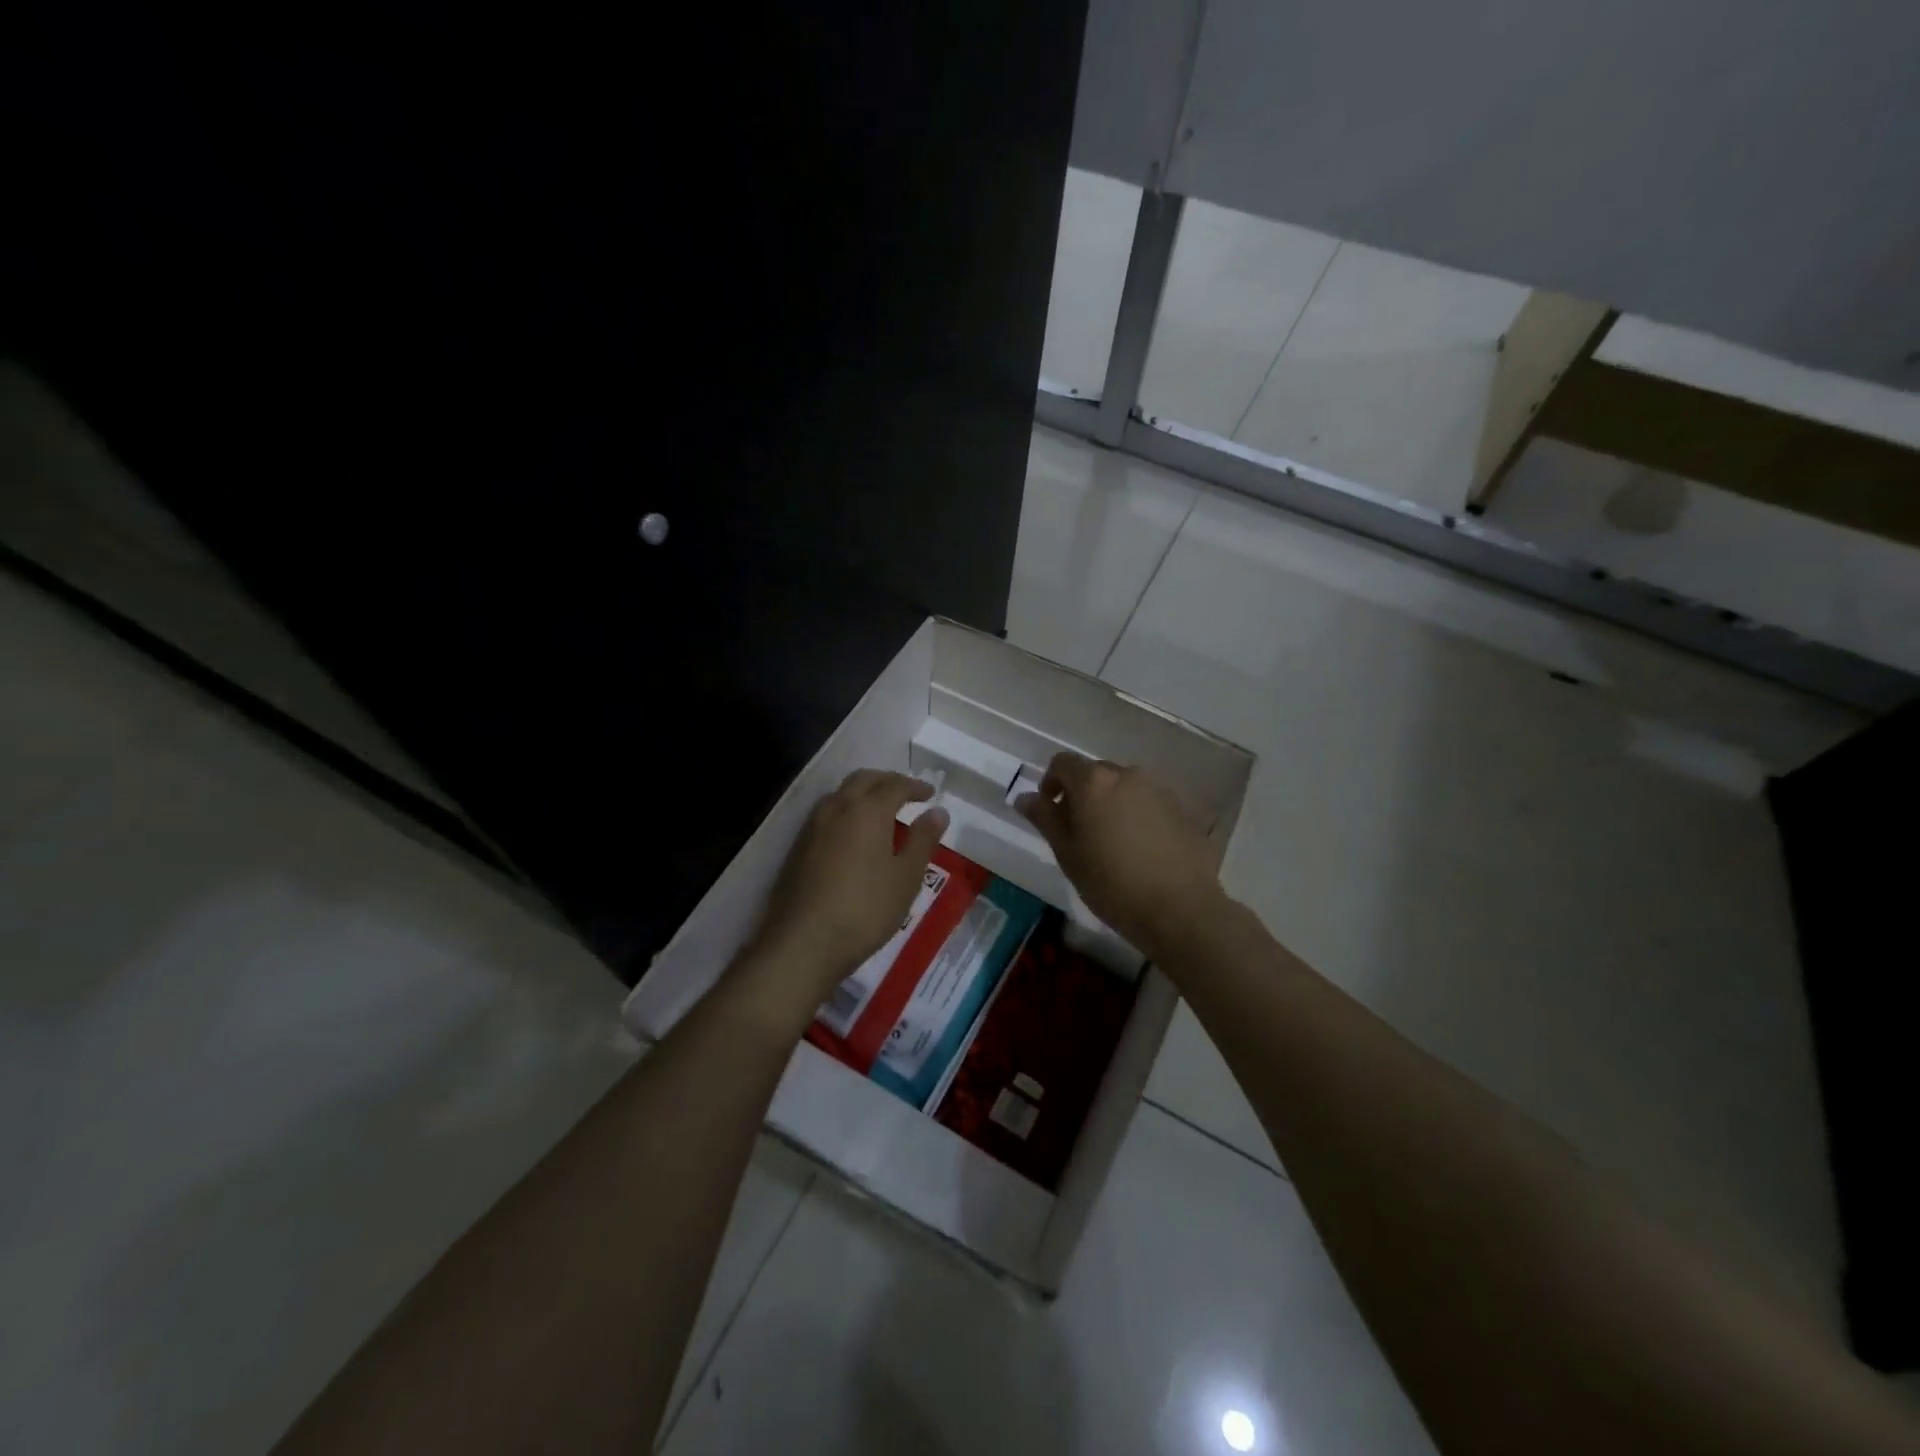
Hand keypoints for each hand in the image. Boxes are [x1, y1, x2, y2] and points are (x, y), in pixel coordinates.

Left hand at [741, 770, 948, 1021]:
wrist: (803, 942)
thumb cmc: (865, 909)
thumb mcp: (906, 877)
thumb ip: (923, 840)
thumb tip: (937, 812)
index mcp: (867, 810)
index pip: (895, 785)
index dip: (915, 786)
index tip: (930, 794)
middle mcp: (837, 808)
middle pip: (863, 780)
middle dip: (887, 781)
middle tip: (906, 794)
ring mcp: (812, 826)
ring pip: (841, 795)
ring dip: (863, 794)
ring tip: (881, 813)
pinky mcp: (797, 847)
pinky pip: (826, 815)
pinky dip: (846, 812)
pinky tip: (853, 836)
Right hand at [1016, 752, 1223, 959]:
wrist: (1180, 909)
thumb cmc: (1112, 884)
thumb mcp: (1068, 854)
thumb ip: (1045, 819)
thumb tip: (1025, 797)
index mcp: (1094, 782)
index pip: (1063, 763)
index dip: (1051, 783)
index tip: (1050, 812)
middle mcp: (1128, 775)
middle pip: (1096, 773)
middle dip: (1082, 794)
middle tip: (1078, 832)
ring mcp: (1160, 790)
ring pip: (1125, 788)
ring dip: (1111, 804)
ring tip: (1112, 843)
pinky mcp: (1183, 810)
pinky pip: (1150, 803)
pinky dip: (1138, 816)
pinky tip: (1141, 851)